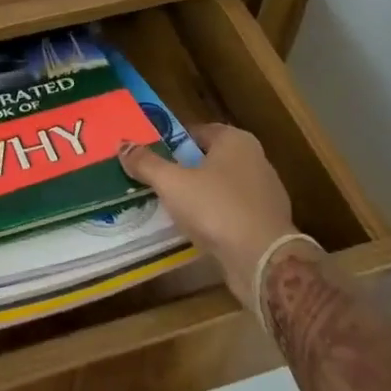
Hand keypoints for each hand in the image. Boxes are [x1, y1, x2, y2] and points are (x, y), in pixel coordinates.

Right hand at [119, 124, 308, 310]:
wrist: (262, 260)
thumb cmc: (216, 208)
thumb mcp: (172, 183)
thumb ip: (147, 163)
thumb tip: (123, 145)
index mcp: (236, 140)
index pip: (198, 131)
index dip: (173, 141)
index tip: (151, 155)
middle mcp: (256, 159)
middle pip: (211, 159)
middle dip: (185, 169)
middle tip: (157, 181)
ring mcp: (266, 193)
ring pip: (223, 187)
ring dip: (201, 195)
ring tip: (172, 208)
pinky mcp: (268, 222)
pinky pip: (233, 212)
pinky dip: (216, 217)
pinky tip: (197, 230)